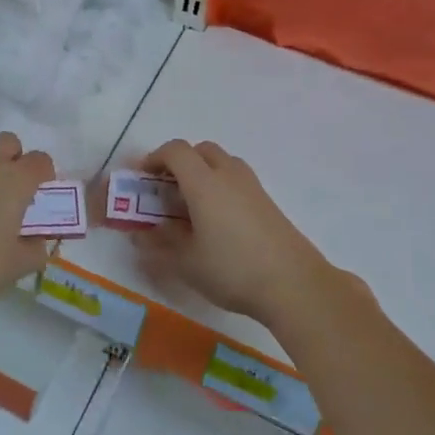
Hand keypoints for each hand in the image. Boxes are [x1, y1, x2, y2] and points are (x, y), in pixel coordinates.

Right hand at [132, 139, 347, 327]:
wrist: (294, 284)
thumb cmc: (232, 269)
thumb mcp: (186, 262)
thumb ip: (159, 245)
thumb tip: (140, 236)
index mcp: (204, 183)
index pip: (176, 151)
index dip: (154, 158)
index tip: (141, 178)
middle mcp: (229, 175)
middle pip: (201, 150)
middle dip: (179, 162)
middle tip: (166, 189)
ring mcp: (253, 187)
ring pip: (223, 162)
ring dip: (202, 172)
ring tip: (191, 205)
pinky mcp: (268, 202)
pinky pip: (237, 180)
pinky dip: (221, 186)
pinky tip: (217, 220)